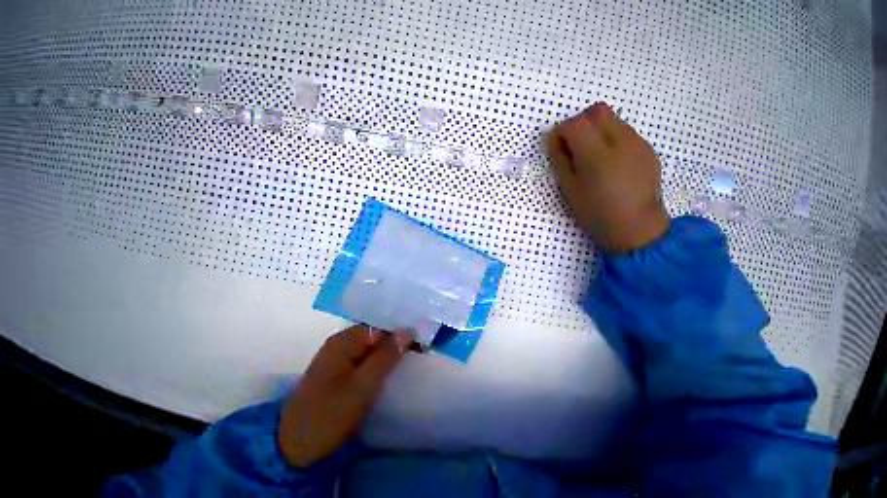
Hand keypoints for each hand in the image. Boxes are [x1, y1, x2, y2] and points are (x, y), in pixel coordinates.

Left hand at [278, 325, 412, 467]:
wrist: (293, 446)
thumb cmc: (330, 413)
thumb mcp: (363, 385)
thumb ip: (386, 356)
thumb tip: (408, 330)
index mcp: (344, 340)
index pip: (381, 327)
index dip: (401, 334)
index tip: (420, 346)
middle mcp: (340, 342)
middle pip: (375, 335)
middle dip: (396, 343)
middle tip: (417, 355)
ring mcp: (337, 357)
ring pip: (370, 347)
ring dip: (388, 353)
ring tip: (407, 362)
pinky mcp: (337, 371)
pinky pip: (363, 359)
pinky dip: (377, 363)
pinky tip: (387, 371)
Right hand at [545, 102, 669, 252]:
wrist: (636, 226)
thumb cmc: (595, 212)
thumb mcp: (569, 189)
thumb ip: (560, 160)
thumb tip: (554, 139)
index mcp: (596, 156)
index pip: (575, 124)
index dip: (561, 131)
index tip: (556, 146)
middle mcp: (621, 141)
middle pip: (597, 111)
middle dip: (580, 123)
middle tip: (573, 146)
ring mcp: (638, 143)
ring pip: (613, 119)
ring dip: (596, 130)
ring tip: (592, 156)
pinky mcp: (648, 148)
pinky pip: (625, 131)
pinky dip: (611, 138)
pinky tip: (610, 162)